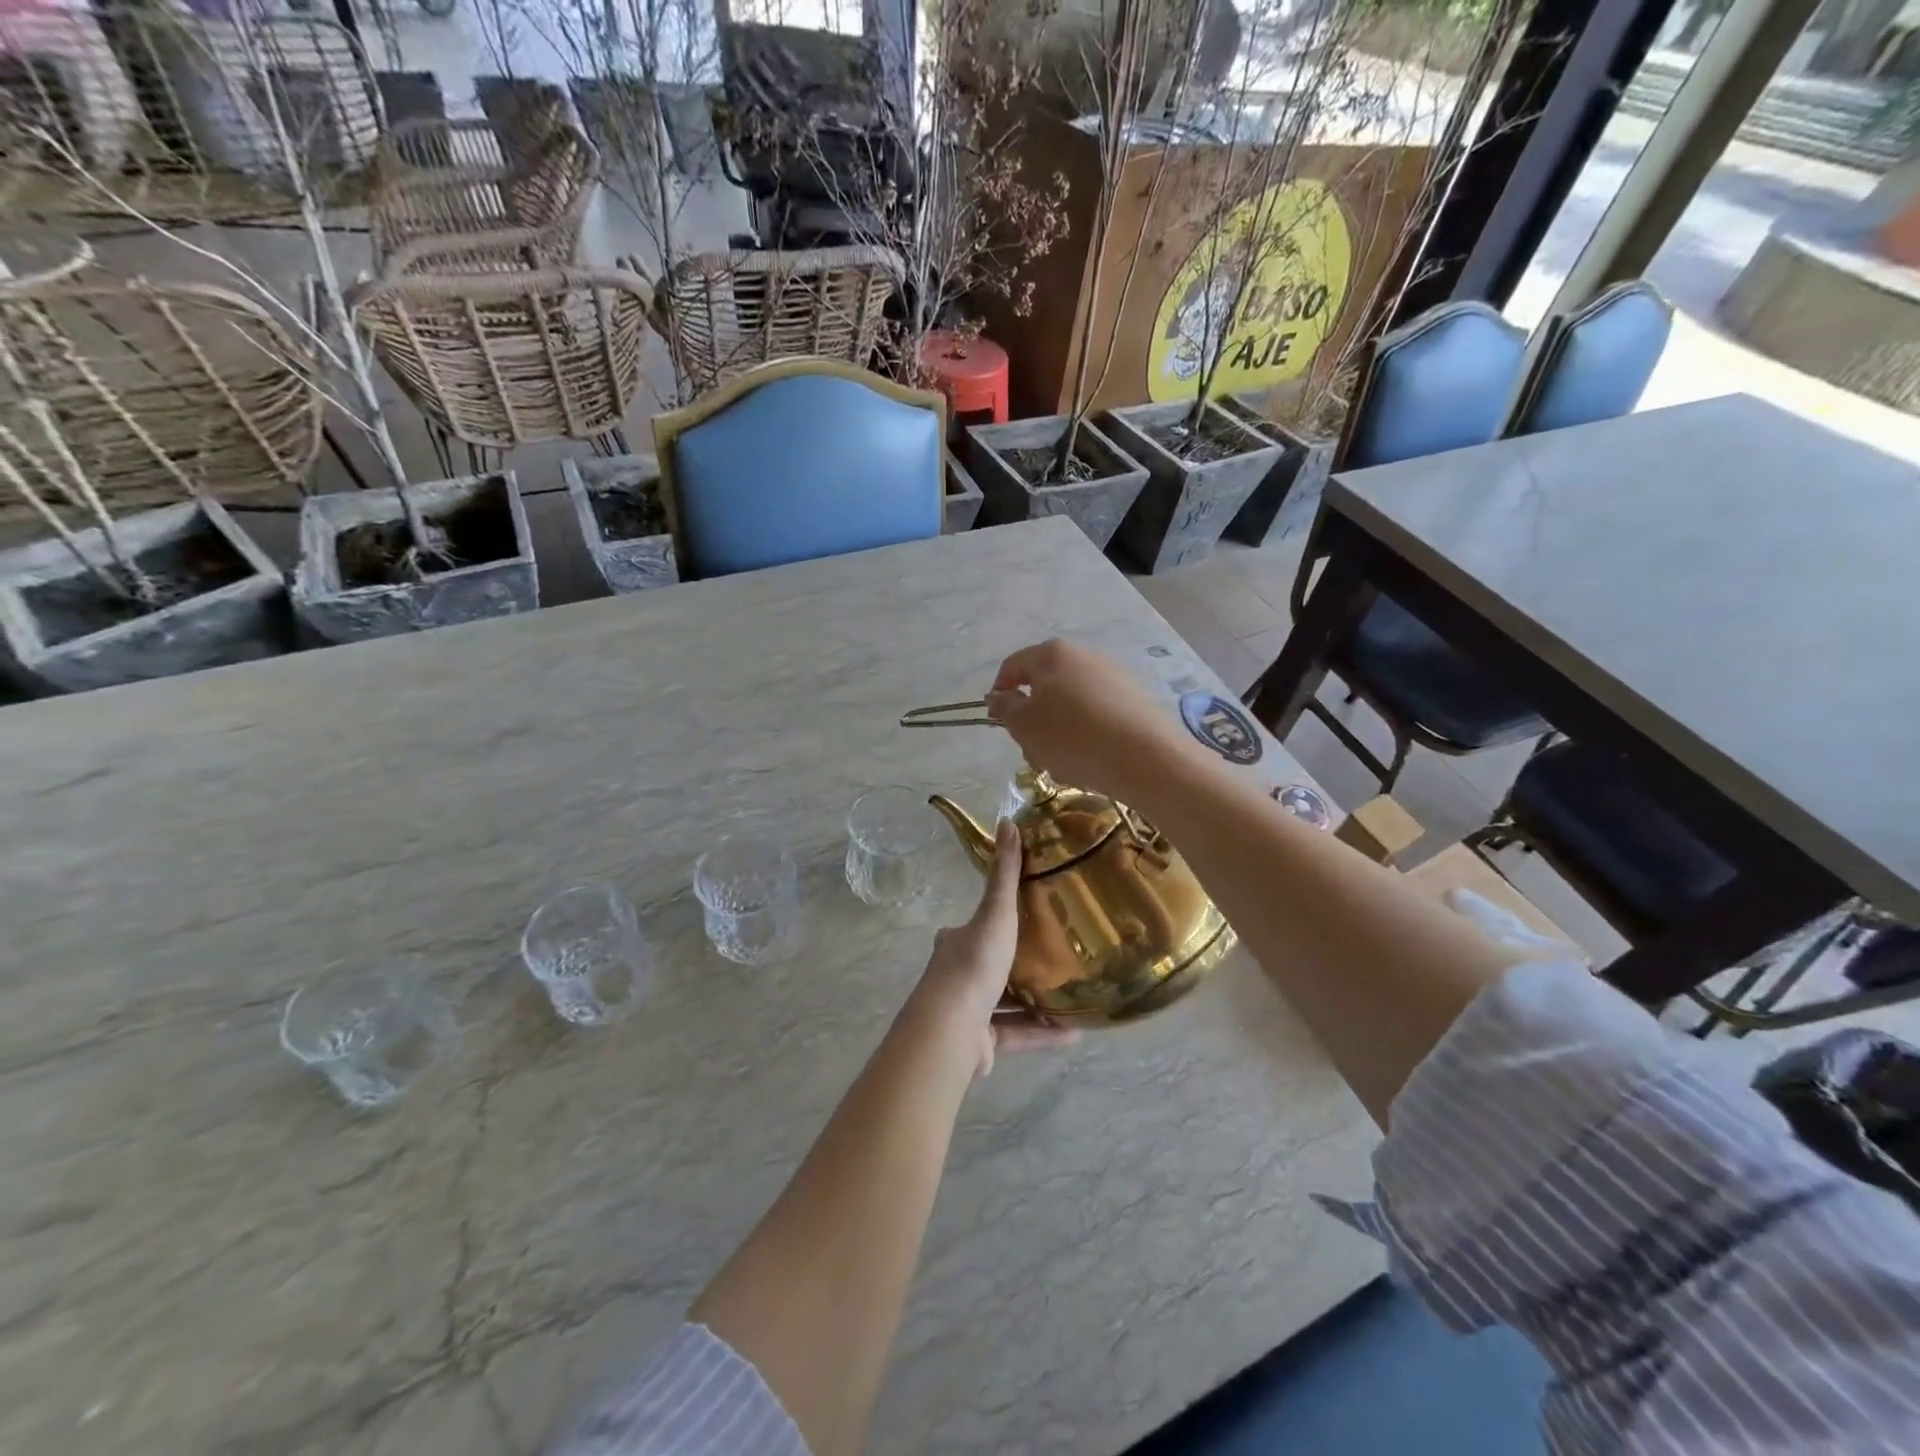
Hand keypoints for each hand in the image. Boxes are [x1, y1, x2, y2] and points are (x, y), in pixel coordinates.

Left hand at [907, 821, 1074, 1078]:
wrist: (952, 1027)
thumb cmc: (975, 963)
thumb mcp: (995, 912)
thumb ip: (1005, 874)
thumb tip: (1008, 821)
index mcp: (955, 943)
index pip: (976, 927)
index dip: (997, 922)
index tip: (1026, 920)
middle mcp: (956, 976)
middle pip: (991, 965)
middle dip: (1019, 963)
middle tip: (1056, 957)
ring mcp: (967, 1012)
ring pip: (1006, 1004)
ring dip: (1036, 1002)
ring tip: (1070, 994)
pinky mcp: (980, 1043)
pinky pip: (1017, 1034)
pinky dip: (1042, 1033)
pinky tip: (1073, 1032)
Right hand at [984, 639, 1195, 804]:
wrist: (1146, 758)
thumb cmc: (1072, 737)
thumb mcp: (1024, 725)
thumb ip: (1005, 707)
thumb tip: (1000, 696)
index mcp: (1053, 654)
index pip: (1013, 666)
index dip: (999, 692)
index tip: (995, 721)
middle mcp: (1085, 656)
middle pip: (1045, 685)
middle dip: (1032, 718)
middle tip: (1031, 750)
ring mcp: (1114, 676)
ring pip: (1071, 704)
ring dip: (1058, 731)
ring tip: (1062, 763)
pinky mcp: (1135, 700)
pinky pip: (1097, 716)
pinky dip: (1086, 735)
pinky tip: (1090, 761)